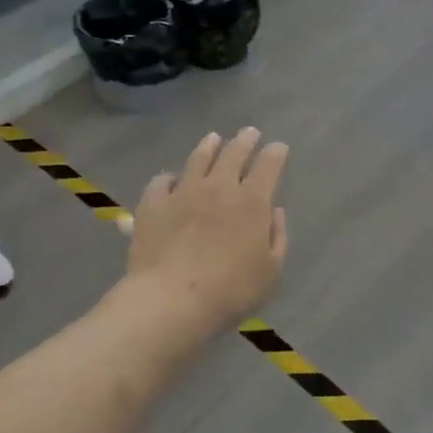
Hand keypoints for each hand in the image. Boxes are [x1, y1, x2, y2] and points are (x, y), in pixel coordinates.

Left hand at [125, 128, 288, 339]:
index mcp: (252, 202)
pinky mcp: (154, 204)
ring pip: (198, 158)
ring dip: (209, 146)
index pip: (268, 165)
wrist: (171, 300)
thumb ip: (277, 237)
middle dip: (245, 140)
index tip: (279, 147)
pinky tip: (171, 179)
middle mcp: (219, 187)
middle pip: (234, 153)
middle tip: (250, 132)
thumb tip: (274, 211)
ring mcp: (183, 191)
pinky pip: (162, 181)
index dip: (276, 153)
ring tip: (213, 138)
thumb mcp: (270, 272)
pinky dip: (170, 177)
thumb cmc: (230, 291)